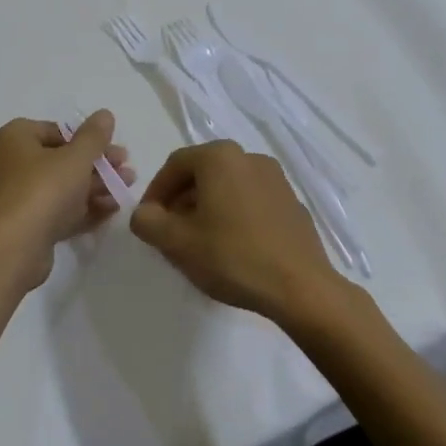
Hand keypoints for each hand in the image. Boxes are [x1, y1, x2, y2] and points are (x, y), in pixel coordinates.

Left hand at [0, 111, 132, 290]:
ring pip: (62, 187)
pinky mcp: (26, 227)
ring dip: (95, 187)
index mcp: (16, 138)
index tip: (114, 147)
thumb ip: (94, 136)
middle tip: (127, 169)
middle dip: (97, 165)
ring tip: (127, 188)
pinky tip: (112, 210)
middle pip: (61, 160)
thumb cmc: (43, 189)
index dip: (88, 139)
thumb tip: (104, 114)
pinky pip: (58, 212)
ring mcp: (17, 198)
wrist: (13, 248)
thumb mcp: (76, 157)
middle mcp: (11, 164)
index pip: (56, 131)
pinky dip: (83, 209)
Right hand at [130, 141, 344, 322]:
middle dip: (181, 201)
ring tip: (201, 244)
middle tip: (172, 234)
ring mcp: (275, 178)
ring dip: (207, 208)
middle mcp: (248, 157)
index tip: (149, 222)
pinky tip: (234, 248)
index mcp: (219, 157)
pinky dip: (235, 216)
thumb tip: (144, 214)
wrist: (301, 288)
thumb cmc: (232, 257)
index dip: (155, 193)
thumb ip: (148, 222)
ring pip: (227, 187)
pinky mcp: (292, 203)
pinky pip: (251, 201)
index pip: (174, 165)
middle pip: (202, 173)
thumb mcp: (176, 242)